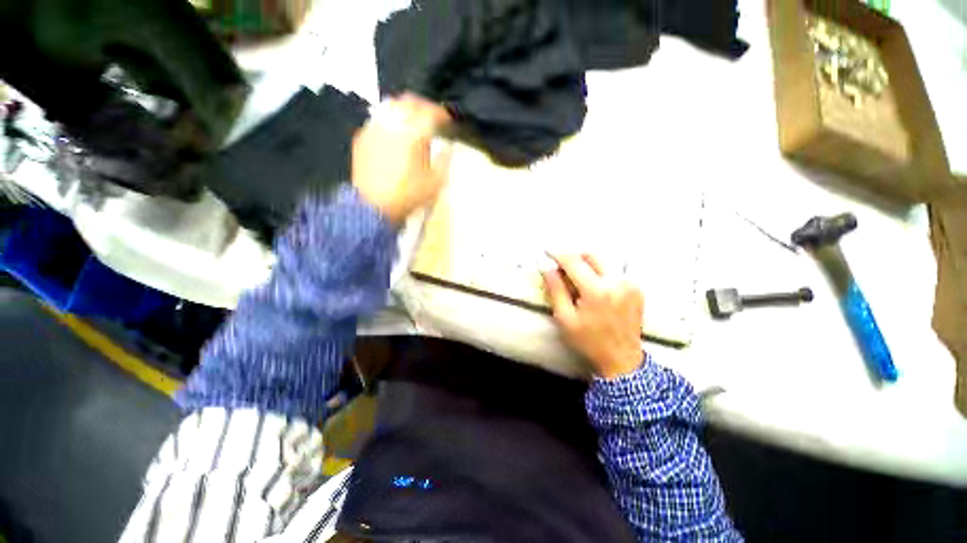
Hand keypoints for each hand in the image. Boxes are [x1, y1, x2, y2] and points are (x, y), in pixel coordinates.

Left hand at [352, 94, 451, 223]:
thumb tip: (447, 147)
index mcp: (413, 133)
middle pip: (409, 101)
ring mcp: (374, 127)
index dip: (441, 113)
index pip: (430, 112)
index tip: (448, 120)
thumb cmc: (408, 195)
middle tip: (432, 117)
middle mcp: (392, 123)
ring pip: (391, 106)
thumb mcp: (435, 183)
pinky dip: (390, 121)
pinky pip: (378, 119)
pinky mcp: (362, 136)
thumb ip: (444, 160)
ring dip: (406, 110)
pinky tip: (394, 134)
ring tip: (413, 122)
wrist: (372, 206)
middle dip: (423, 106)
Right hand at [542, 254, 644, 378]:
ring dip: (586, 264)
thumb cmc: (589, 341)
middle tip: (562, 268)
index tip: (547, 251)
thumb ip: (555, 290)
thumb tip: (546, 268)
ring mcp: (629, 284)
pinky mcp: (636, 288)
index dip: (558, 254)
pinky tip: (593, 287)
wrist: (622, 359)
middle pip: (591, 255)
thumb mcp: (565, 318)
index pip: (574, 262)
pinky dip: (599, 273)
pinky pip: (613, 271)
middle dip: (574, 257)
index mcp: (597, 291)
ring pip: (603, 261)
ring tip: (576, 279)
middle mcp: (617, 282)